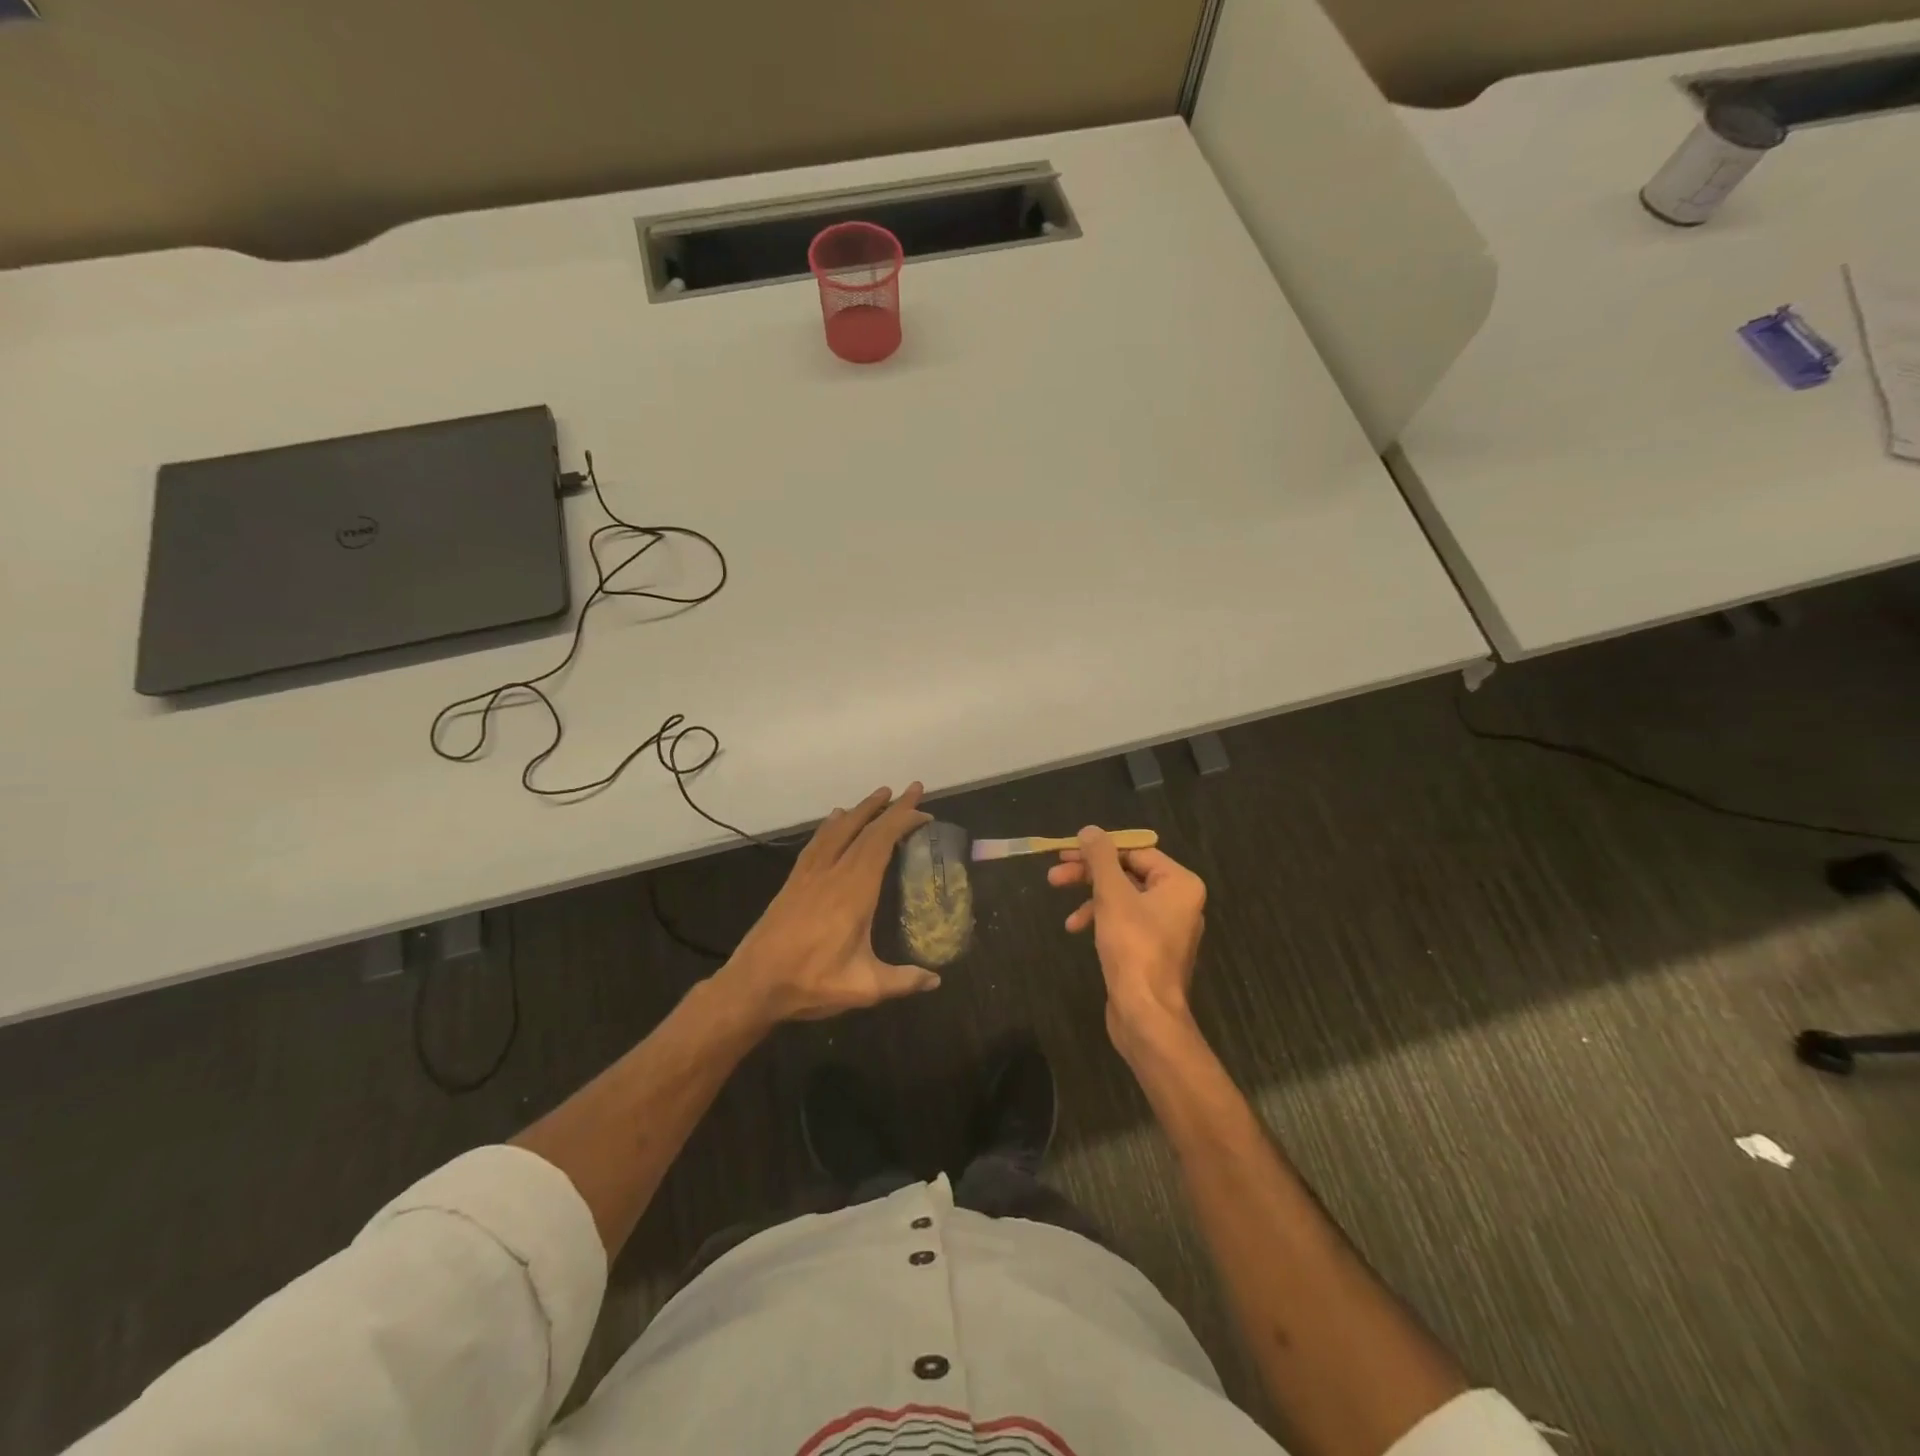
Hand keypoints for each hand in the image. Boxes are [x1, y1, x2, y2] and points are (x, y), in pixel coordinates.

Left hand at [718, 784, 941, 1024]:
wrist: (753, 984)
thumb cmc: (811, 982)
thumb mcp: (863, 987)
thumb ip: (902, 981)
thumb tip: (936, 981)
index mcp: (854, 891)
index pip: (881, 841)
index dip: (902, 819)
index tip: (923, 809)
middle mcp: (832, 873)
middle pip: (863, 829)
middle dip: (889, 807)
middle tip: (911, 790)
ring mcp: (809, 875)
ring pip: (838, 829)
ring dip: (861, 809)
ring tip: (878, 795)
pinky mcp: (793, 882)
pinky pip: (817, 842)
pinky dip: (831, 825)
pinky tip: (835, 819)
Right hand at [1049, 827, 1206, 1051]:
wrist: (1145, 1014)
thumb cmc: (1133, 947)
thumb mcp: (1112, 895)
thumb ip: (1100, 858)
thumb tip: (1090, 830)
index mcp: (1180, 883)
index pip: (1135, 851)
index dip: (1098, 850)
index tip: (1065, 853)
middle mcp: (1179, 901)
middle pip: (1127, 874)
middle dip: (1089, 875)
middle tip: (1055, 876)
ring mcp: (1166, 927)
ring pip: (1122, 898)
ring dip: (1090, 899)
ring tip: (1064, 912)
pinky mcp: (1151, 949)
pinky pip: (1124, 921)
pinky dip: (1100, 920)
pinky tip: (1076, 929)